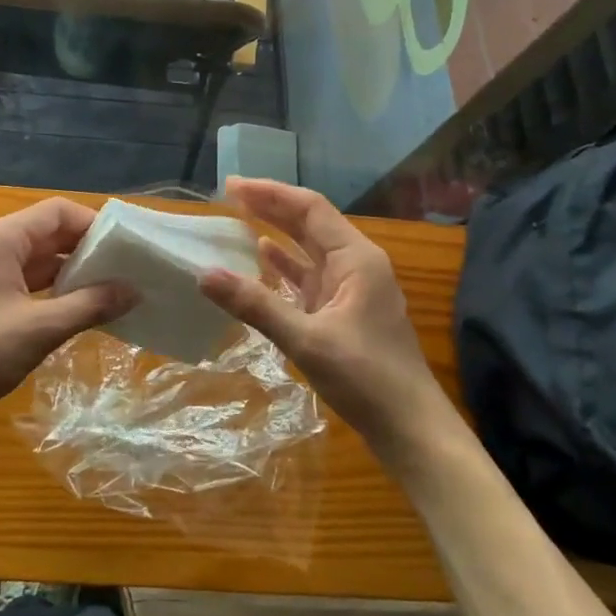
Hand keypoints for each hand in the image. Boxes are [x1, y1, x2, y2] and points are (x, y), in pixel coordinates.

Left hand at [0, 197, 133, 433]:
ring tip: (116, 292)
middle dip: (90, 250)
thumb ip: (89, 305)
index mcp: (3, 238)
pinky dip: (58, 294)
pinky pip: (32, 285)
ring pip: (43, 262)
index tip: (128, 248)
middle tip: (131, 271)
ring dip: (76, 274)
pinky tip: (85, 313)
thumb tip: (133, 290)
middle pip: (52, 234)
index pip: (59, 212)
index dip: (94, 224)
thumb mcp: (39, 328)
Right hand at [199, 178, 461, 469]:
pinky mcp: (345, 312)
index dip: (270, 193)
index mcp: (357, 258)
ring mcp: (352, 289)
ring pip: (310, 249)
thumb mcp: (306, 340)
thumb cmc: (366, 378)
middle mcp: (357, 264)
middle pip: (310, 223)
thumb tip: (204, 274)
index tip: (232, 186)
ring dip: (277, 232)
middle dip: (271, 207)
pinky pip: (310, 276)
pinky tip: (264, 259)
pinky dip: (286, 265)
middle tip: (229, 196)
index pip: (310, 208)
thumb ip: (256, 305)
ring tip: (240, 218)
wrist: (411, 429)